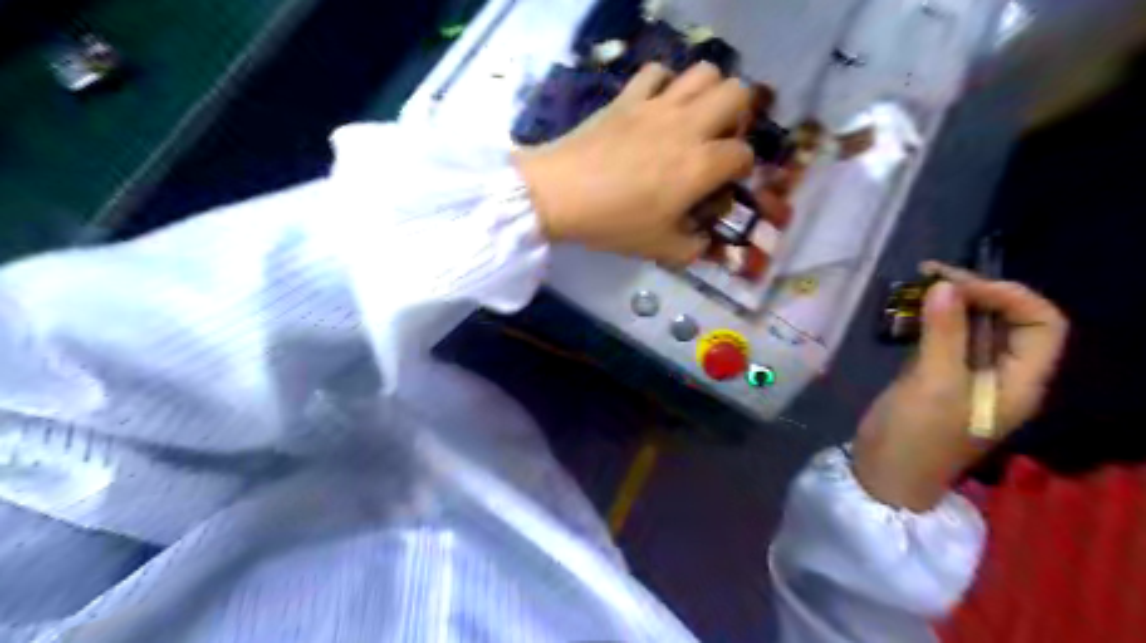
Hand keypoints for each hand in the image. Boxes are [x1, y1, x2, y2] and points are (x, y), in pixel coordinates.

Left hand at [515, 60, 758, 264]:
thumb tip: (704, 242)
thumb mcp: (658, 248)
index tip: (726, 181)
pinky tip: (657, 104)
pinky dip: (665, 83)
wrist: (560, 194)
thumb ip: (691, 248)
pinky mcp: (628, 97)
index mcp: (700, 165)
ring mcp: (657, 106)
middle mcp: (687, 127)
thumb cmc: (613, 223)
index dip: (741, 169)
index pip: (742, 154)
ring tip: (695, 117)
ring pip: (705, 72)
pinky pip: (657, 71)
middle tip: (719, 138)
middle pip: (738, 93)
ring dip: (709, 91)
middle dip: (739, 115)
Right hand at [844, 262, 1070, 511]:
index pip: (1041, 323)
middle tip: (929, 273)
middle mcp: (1002, 375)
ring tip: (916, 281)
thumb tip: (945, 285)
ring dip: (950, 302)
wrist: (884, 474)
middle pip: (1007, 319)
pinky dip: (931, 319)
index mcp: (1019, 381)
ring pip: (973, 326)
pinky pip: (946, 338)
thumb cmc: (916, 436)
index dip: (1008, 296)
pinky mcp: (938, 376)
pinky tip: (907, 308)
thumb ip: (943, 333)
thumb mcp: (932, 384)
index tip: (958, 286)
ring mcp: (968, 375)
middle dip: (975, 291)